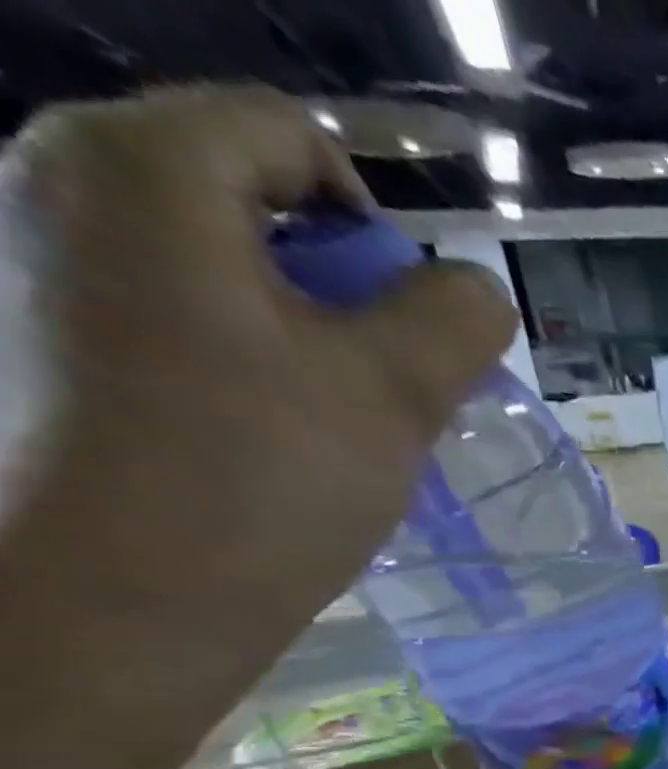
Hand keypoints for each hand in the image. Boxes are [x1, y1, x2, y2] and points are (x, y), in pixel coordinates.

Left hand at [0, 86, 514, 768]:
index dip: (379, 224)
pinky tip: (289, 422)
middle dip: (349, 281)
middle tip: (388, 373)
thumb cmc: (264, 476)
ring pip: (230, 256)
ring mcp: (52, 260)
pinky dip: (262, 348)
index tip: (411, 323)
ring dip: (316, 323)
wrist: (128, 596)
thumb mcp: (395, 390)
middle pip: (257, 191)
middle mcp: (67, 184)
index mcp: (141, 168)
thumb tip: (478, 290)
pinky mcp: (62, 332)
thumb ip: (456, 319)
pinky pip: (190, 304)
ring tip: (348, 408)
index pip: (291, 136)